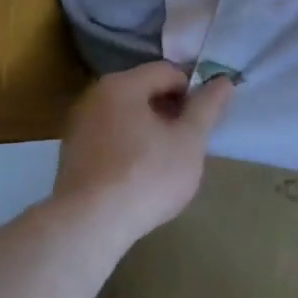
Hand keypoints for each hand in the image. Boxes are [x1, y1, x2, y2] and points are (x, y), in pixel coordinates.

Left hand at [54, 63, 234, 243]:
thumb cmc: (147, 175)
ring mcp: (78, 126)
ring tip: (170, 159)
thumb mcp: (190, 140)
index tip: (207, 117)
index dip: (194, 89)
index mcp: (122, 85)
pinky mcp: (72, 154)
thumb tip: (224, 81)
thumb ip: (208, 107)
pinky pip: (111, 137)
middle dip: (173, 110)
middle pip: (146, 91)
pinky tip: (142, 174)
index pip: (169, 71)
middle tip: (193, 139)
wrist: (89, 225)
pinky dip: (131, 146)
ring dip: (153, 129)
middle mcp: (94, 97)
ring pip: (128, 116)